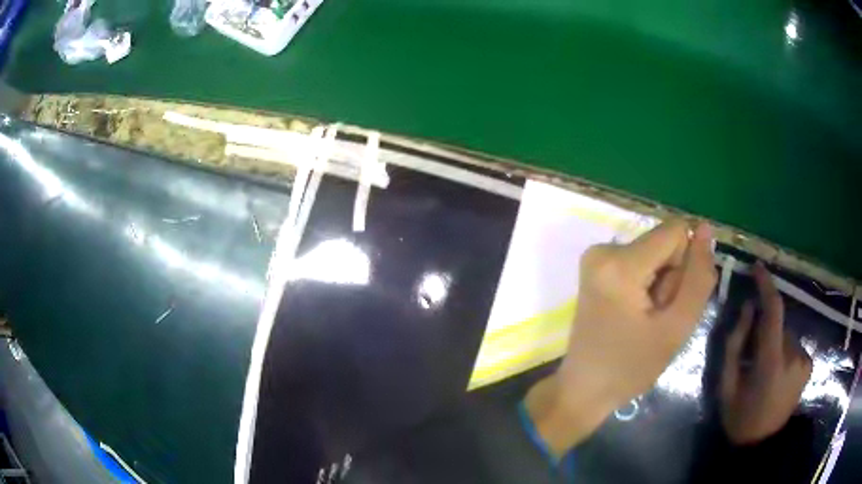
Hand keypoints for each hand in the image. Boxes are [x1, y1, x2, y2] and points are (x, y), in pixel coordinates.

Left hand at [526, 220, 716, 455]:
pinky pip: (639, 261)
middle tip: (655, 317)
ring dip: (659, 284)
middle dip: (671, 278)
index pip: (677, 231)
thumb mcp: (676, 327)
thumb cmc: (630, 367)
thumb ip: (698, 277)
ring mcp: (595, 256)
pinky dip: (645, 285)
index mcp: (620, 263)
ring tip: (644, 319)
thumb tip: (706, 228)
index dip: (686, 264)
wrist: (583, 389)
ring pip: (654, 253)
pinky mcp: (595, 266)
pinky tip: (633, 313)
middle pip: (664, 243)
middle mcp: (603, 248)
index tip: (671, 301)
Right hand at [720, 262, 811, 444]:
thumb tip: (748, 307)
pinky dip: (783, 350)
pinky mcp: (809, 364)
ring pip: (786, 335)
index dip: (766, 285)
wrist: (761, 444)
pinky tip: (777, 372)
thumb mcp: (726, 384)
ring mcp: (805, 360)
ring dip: (774, 343)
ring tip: (763, 370)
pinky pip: (794, 345)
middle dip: (763, 331)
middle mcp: (794, 356)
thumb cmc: (739, 417)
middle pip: (778, 325)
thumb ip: (735, 343)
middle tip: (751, 355)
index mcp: (772, 363)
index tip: (757, 267)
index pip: (774, 311)